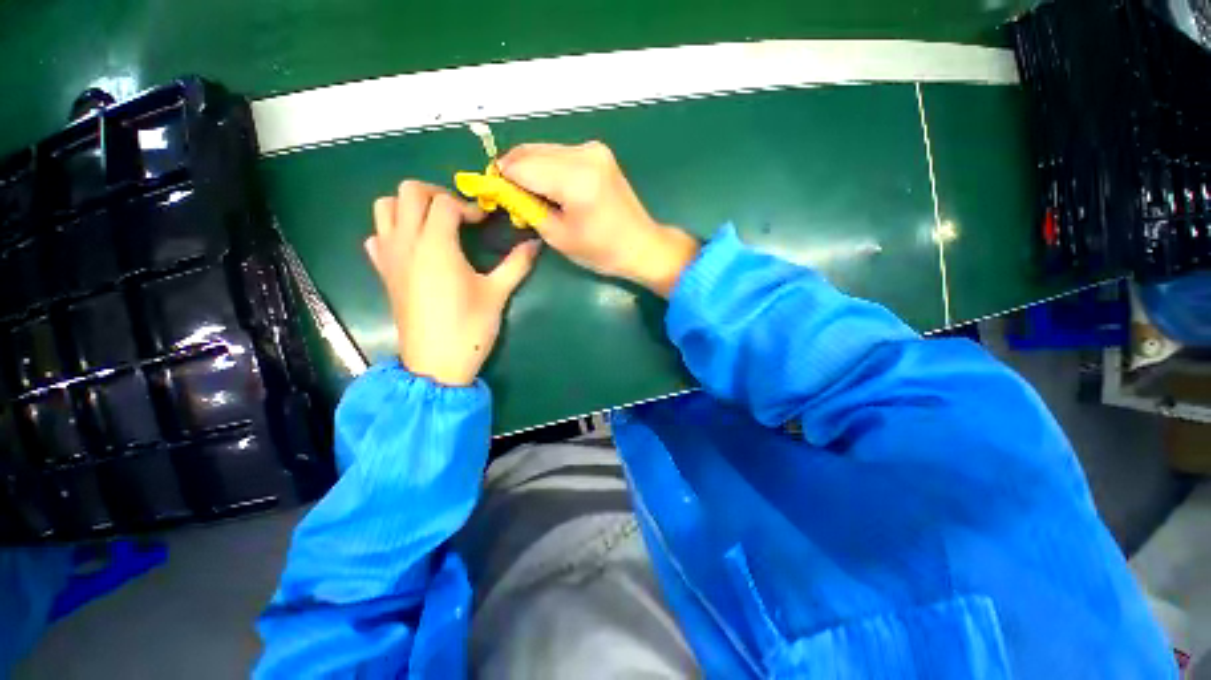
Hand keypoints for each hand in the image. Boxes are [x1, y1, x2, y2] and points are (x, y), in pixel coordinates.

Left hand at [365, 181, 539, 385]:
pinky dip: (392, 231)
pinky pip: (377, 236)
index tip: (484, 222)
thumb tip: (535, 244)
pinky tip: (414, 248)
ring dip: (409, 206)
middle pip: (408, 192)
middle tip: (459, 214)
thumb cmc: (469, 326)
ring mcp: (390, 257)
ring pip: (385, 208)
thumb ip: (517, 264)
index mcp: (436, 245)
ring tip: (435, 224)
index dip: (467, 206)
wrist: (436, 362)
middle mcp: (406, 242)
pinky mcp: (384, 273)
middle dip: (436, 194)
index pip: (444, 202)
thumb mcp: (498, 293)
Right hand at [498, 141, 698, 297]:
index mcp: (575, 179)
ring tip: (527, 193)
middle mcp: (584, 153)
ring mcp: (593, 149)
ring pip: (543, 149)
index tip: (490, 191)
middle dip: (512, 170)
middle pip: (530, 151)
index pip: (521, 167)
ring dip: (528, 167)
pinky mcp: (598, 152)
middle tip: (506, 194)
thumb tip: (503, 189)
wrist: (641, 245)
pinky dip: (546, 166)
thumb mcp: (558, 235)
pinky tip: (547, 186)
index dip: (500, 177)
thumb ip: (527, 207)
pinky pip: (559, 153)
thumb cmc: (601, 251)